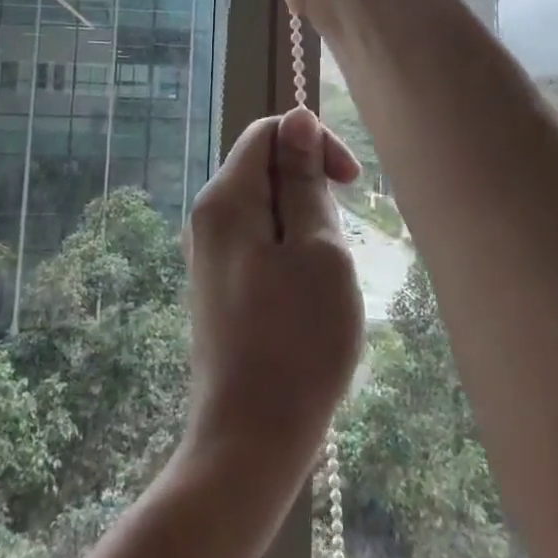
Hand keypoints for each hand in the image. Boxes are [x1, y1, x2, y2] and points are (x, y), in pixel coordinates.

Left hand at [183, 109, 365, 482]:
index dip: (313, 142)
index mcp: (225, 198)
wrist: (250, 439)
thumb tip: (297, 119)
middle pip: (263, 167)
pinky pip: (257, 241)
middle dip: (309, 185)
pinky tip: (309, 293)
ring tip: (328, 273)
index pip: (268, 133)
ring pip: (265, 207)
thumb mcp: (317, 248)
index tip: (351, 183)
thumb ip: (303, 179)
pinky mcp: (218, 286)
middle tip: (341, 238)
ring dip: (304, 222)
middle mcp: (206, 217)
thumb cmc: (297, 340)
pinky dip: (289, 249)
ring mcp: (208, 254)